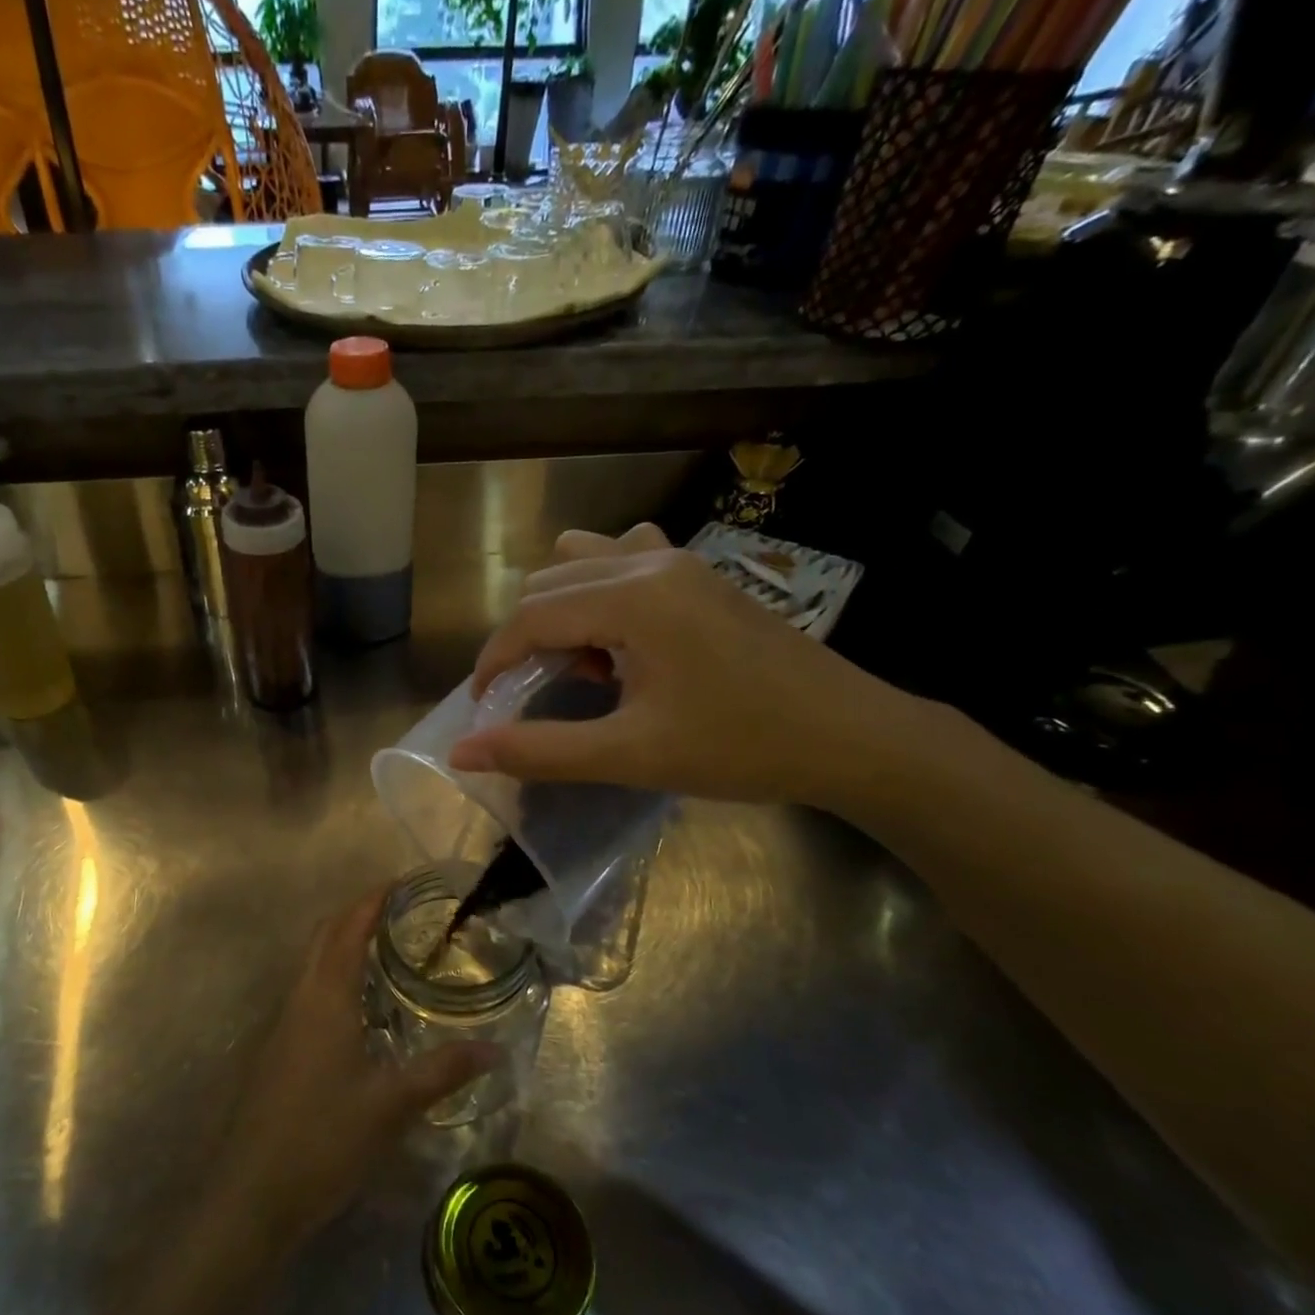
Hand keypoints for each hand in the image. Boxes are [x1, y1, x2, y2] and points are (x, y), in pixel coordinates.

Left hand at [204, 890, 498, 1256]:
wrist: (252, 1195)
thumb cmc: (323, 1138)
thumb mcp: (392, 1105)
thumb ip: (443, 1071)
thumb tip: (494, 1049)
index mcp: (326, 997)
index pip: (349, 928)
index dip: (373, 900)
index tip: (403, 882)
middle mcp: (301, 998)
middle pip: (326, 936)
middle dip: (358, 912)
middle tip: (401, 909)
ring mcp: (285, 1023)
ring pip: (314, 962)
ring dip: (344, 942)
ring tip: (387, 947)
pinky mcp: (280, 1048)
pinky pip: (310, 989)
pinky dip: (336, 974)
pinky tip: (362, 1005)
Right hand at [446, 526, 923, 809]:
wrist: (852, 737)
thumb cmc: (740, 747)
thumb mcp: (631, 755)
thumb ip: (540, 751)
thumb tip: (462, 754)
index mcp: (631, 598)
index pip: (530, 617)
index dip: (494, 662)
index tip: (485, 708)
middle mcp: (649, 562)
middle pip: (548, 583)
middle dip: (528, 640)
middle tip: (545, 697)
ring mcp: (680, 560)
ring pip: (582, 561)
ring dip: (563, 609)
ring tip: (588, 664)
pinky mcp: (701, 574)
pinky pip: (626, 559)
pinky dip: (602, 591)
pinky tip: (625, 636)